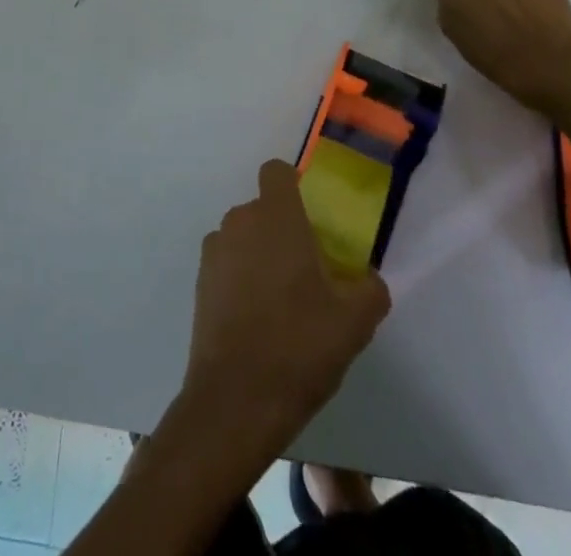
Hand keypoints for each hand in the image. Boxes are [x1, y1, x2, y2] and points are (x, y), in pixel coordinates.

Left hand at [182, 160, 389, 454]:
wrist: (237, 399)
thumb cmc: (300, 345)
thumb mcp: (355, 321)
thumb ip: (370, 289)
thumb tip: (369, 279)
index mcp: (276, 216)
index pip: (276, 172)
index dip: (293, 186)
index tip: (311, 217)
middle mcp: (240, 221)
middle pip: (263, 209)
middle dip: (282, 231)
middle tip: (308, 272)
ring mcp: (215, 251)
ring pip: (243, 238)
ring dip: (260, 256)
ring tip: (283, 303)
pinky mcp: (200, 282)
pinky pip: (227, 265)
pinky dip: (240, 280)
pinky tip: (258, 322)